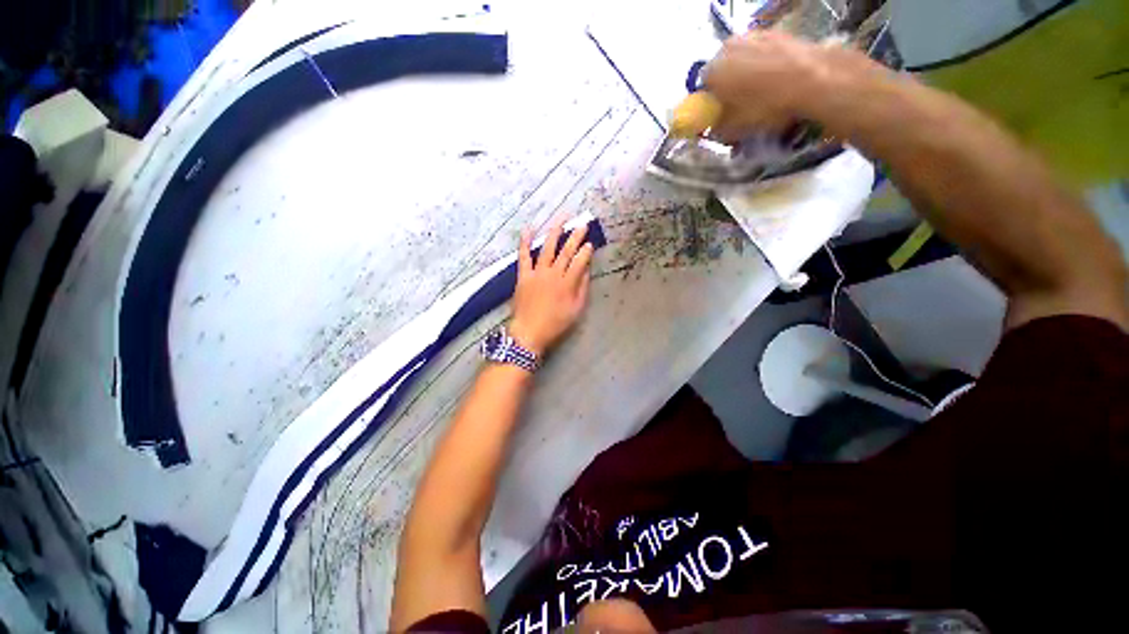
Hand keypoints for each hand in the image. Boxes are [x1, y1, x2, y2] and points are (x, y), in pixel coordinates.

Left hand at [509, 218, 594, 355]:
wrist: (529, 332)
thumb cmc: (556, 323)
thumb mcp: (576, 310)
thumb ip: (582, 288)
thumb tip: (586, 270)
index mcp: (567, 283)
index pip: (579, 262)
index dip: (586, 251)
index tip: (590, 243)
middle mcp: (553, 274)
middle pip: (566, 251)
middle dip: (575, 236)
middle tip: (582, 224)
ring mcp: (537, 273)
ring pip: (548, 248)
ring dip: (555, 231)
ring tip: (562, 218)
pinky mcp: (523, 275)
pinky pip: (524, 256)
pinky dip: (525, 242)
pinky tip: (529, 229)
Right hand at [703, 30, 880, 139]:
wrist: (812, 79)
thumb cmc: (765, 105)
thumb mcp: (733, 129)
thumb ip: (716, 129)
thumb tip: (713, 128)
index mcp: (712, 71)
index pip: (702, 90)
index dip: (710, 105)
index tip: (719, 116)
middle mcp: (728, 48)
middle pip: (722, 72)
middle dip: (728, 88)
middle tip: (740, 107)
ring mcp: (754, 36)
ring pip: (743, 61)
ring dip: (747, 77)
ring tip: (761, 95)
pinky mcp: (777, 33)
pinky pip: (763, 55)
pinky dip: (765, 67)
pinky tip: (776, 83)